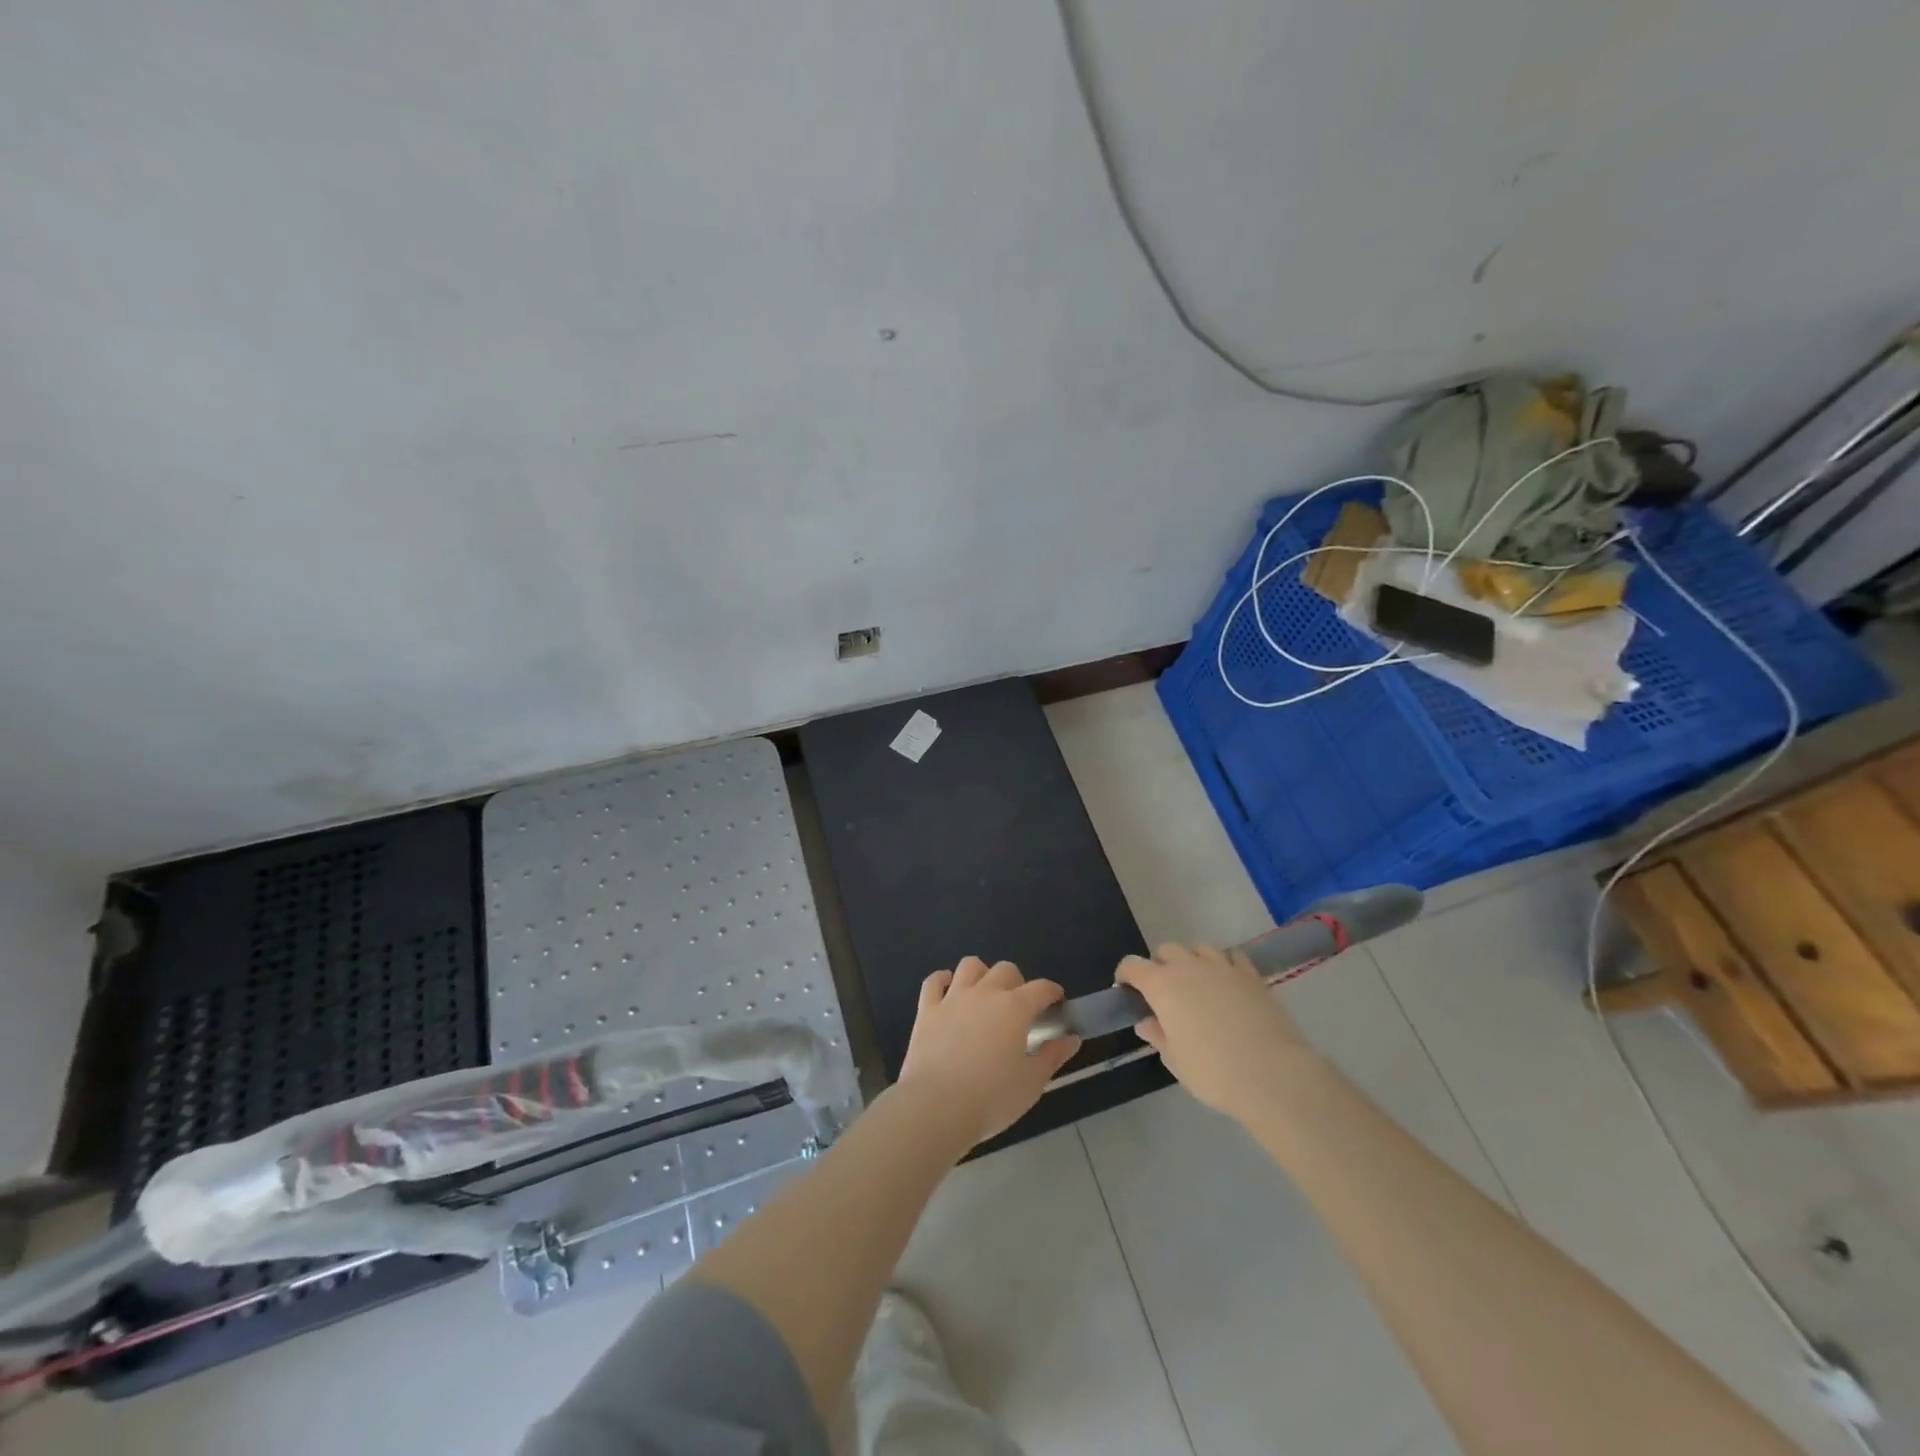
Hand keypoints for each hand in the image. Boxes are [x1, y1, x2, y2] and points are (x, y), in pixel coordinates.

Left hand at [896, 958, 1080, 1146]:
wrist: (937, 1106)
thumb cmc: (991, 1098)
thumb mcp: (1032, 1083)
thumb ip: (1053, 1057)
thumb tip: (1071, 1039)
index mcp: (1015, 1008)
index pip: (1041, 988)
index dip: (1052, 991)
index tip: (1056, 1001)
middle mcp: (985, 993)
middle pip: (1005, 969)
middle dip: (1017, 982)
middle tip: (1019, 1006)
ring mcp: (953, 998)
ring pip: (970, 966)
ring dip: (981, 974)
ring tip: (984, 992)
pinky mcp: (927, 1010)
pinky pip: (934, 982)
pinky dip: (942, 980)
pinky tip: (947, 988)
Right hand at [1116, 943, 1312, 1121]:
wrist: (1272, 1074)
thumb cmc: (1213, 1072)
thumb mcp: (1175, 1060)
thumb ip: (1157, 1036)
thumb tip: (1145, 1022)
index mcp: (1162, 985)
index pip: (1133, 965)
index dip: (1126, 974)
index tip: (1126, 990)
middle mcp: (1189, 967)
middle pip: (1166, 950)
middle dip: (1160, 966)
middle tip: (1165, 993)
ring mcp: (1223, 967)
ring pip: (1199, 949)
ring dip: (1192, 961)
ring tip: (1198, 985)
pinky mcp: (1251, 975)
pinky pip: (1232, 957)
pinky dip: (1224, 965)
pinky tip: (1227, 984)